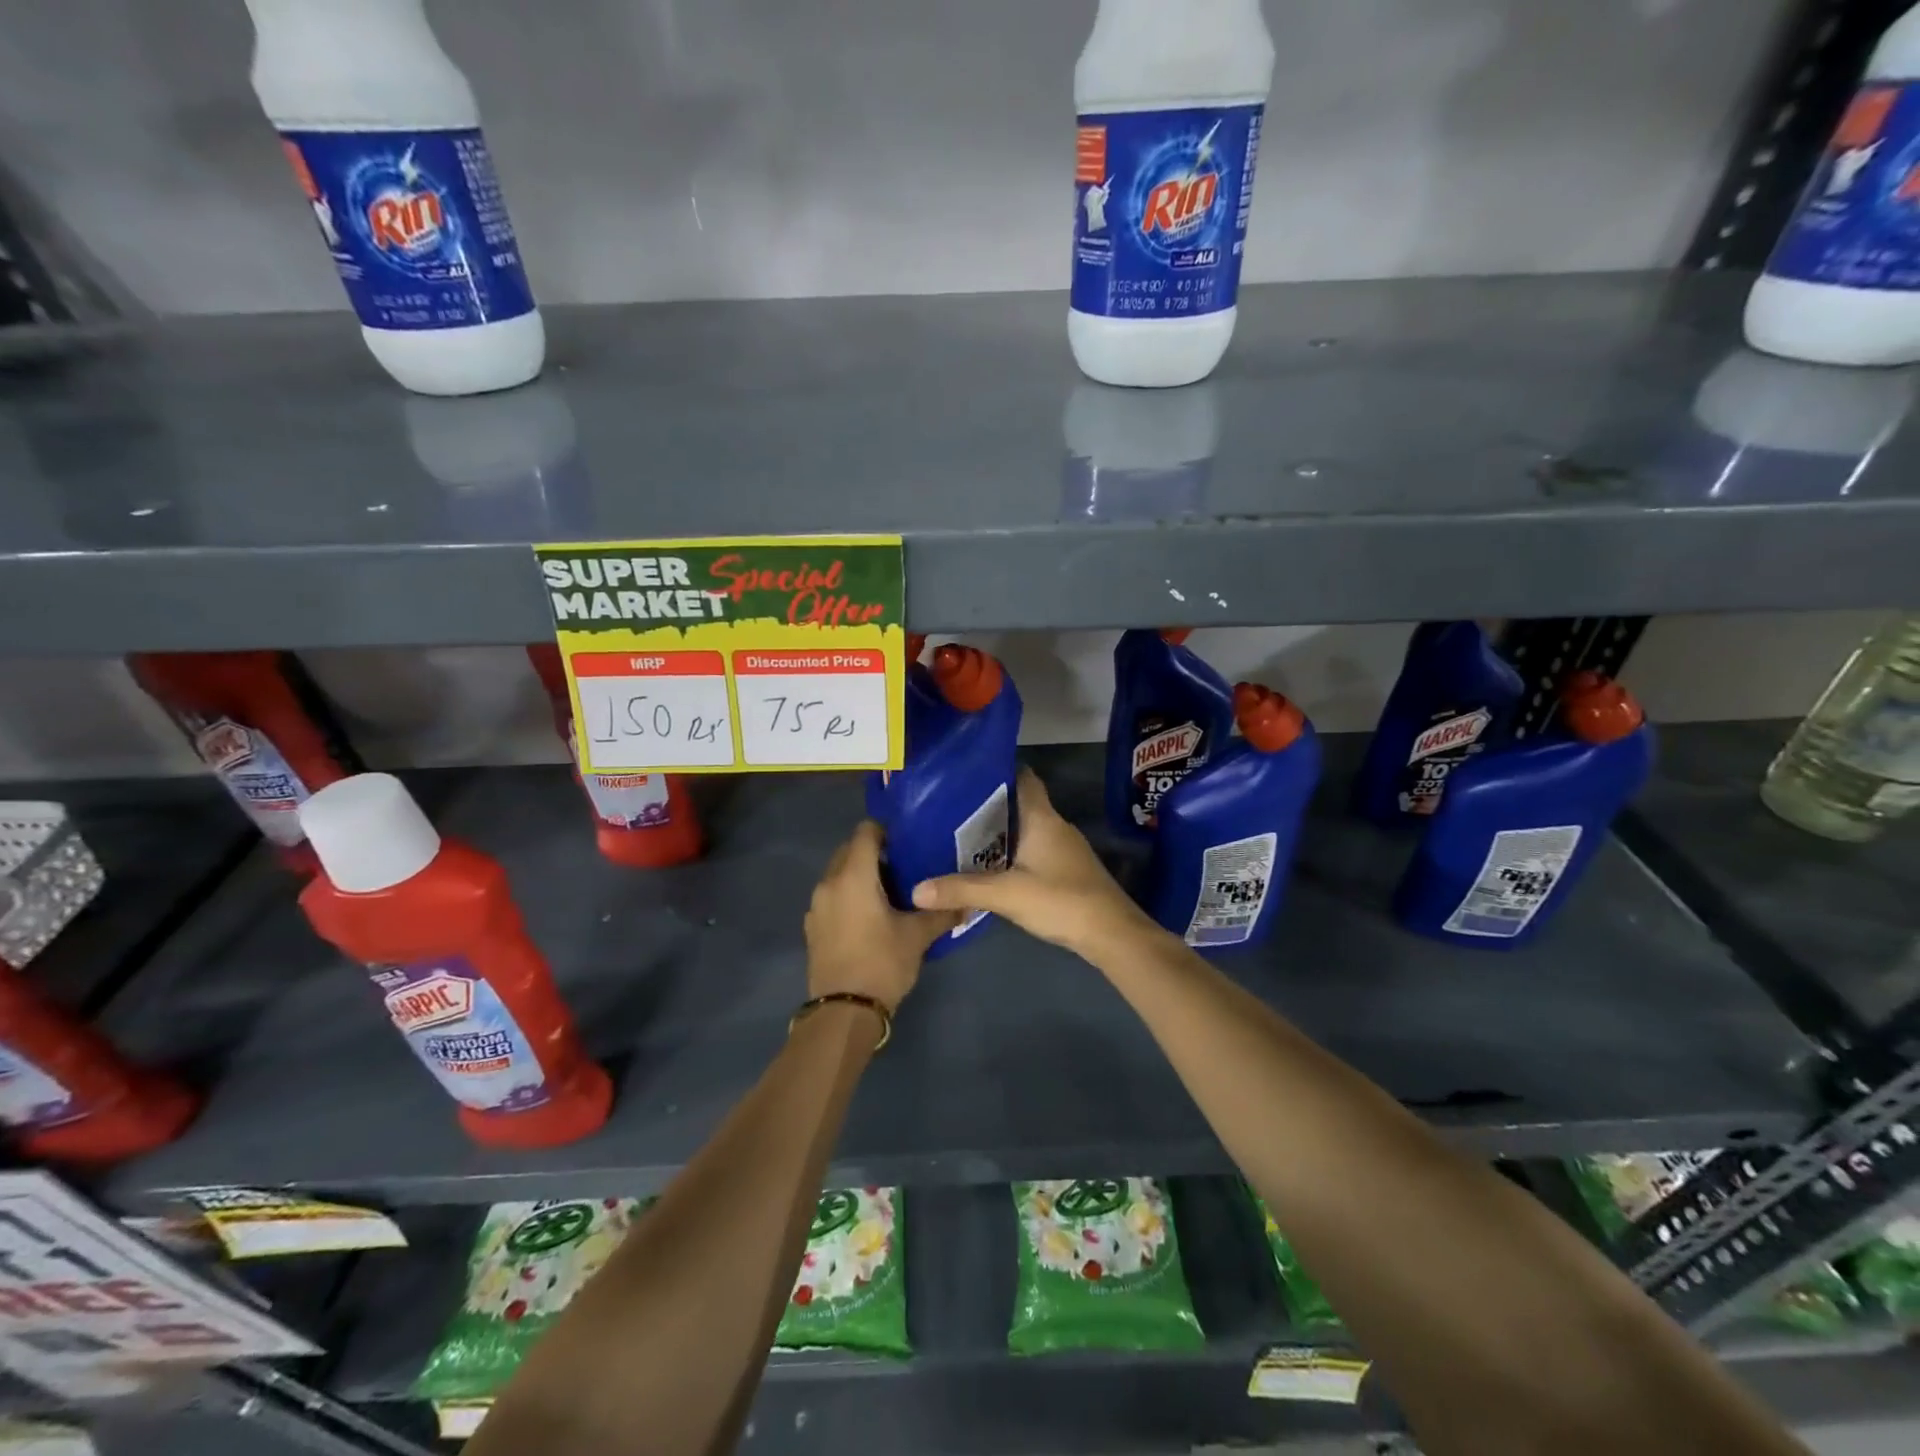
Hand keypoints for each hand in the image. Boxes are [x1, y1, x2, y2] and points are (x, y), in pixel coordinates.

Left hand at [805, 821, 957, 1009]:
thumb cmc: (882, 963)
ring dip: (859, 875)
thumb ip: (942, 914)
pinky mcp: (813, 927)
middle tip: (903, 866)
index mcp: (853, 876)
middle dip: (873, 852)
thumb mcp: (918, 936)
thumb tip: (968, 903)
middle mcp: (829, 883)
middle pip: (849, 851)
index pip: (865, 832)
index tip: (907, 841)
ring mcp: (817, 906)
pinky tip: (870, 916)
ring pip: (838, 874)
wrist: (844, 1012)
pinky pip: (832, 897)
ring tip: (889, 891)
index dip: (886, 831)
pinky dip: (848, 896)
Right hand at [911, 769, 1157, 956]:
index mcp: (1042, 818)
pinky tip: (989, 868)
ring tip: (960, 837)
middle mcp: (1054, 825)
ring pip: (1025, 829)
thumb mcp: (1006, 895)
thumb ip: (962, 889)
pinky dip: (1011, 853)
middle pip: (1019, 804)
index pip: (1023, 777)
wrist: (1112, 934)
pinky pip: (1032, 850)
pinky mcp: (1066, 870)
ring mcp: (1063, 848)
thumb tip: (916, 889)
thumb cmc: (1061, 900)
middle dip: (987, 806)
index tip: (965, 775)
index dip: (997, 772)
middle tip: (949, 810)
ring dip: (998, 832)